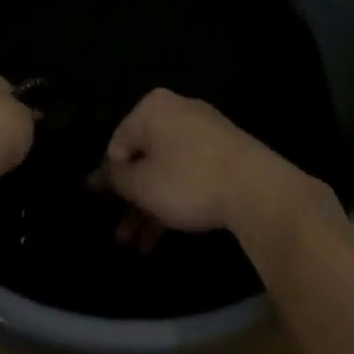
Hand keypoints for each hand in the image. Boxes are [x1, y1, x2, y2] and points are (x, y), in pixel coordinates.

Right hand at [91, 89, 344, 248]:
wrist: (258, 189)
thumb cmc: (189, 180)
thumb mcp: (142, 185)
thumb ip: (115, 179)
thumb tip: (95, 175)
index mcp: (150, 107)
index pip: (117, 142)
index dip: (110, 179)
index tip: (108, 209)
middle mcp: (175, 109)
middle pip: (144, 157)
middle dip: (132, 199)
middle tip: (124, 236)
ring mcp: (203, 129)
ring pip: (167, 168)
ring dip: (152, 206)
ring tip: (143, 246)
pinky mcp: (225, 150)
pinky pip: (190, 171)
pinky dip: (177, 197)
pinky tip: (171, 229)